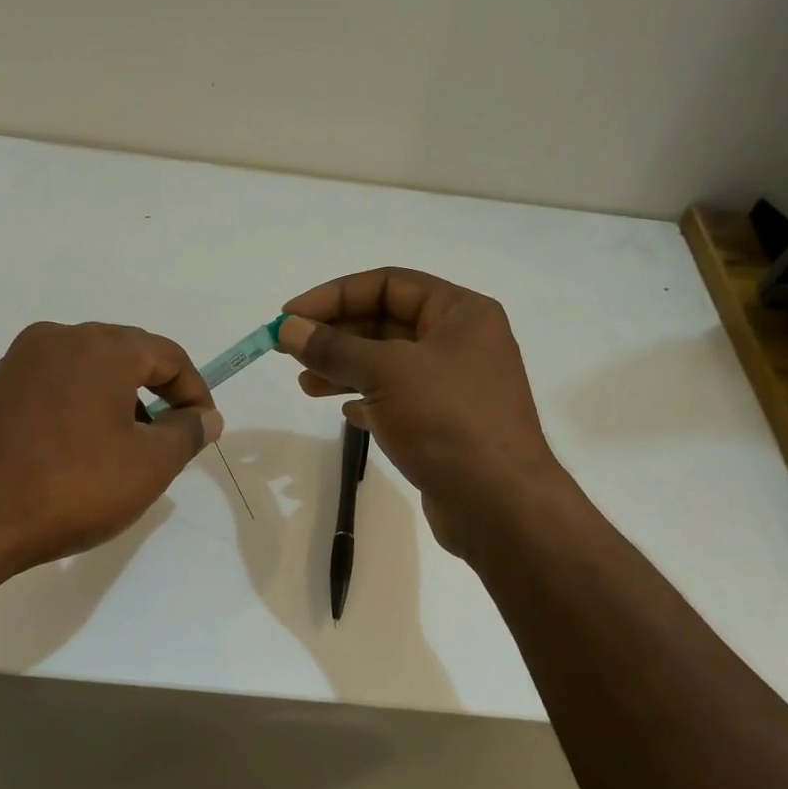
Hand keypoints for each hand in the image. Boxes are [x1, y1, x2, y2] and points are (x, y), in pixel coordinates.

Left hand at [0, 322, 221, 577]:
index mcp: (100, 347)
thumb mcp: (149, 466)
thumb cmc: (73, 488)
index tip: (203, 430)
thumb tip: (206, 417)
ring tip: (127, 451)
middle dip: (157, 395)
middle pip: (127, 356)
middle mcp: (58, 339)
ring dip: (120, 402)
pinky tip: (82, 451)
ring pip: (90, 371)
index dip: (195, 392)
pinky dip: (83, 408)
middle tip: (169, 441)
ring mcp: (20, 361)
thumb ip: (187, 433)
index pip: (167, 355)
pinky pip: (57, 386)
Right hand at [278, 268, 561, 554]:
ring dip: (345, 369)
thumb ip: (334, 348)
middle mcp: (461, 342)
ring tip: (305, 385)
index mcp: (461, 313)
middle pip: (387, 322)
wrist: (499, 504)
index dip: (334, 296)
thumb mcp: (385, 373)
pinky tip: (346, 413)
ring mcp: (455, 386)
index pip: (388, 284)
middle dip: (336, 335)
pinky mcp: (446, 424)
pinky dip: (368, 401)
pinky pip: (399, 400)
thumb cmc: (446, 421)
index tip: (291, 317)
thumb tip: (288, 328)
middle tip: (289, 351)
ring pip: (389, 364)